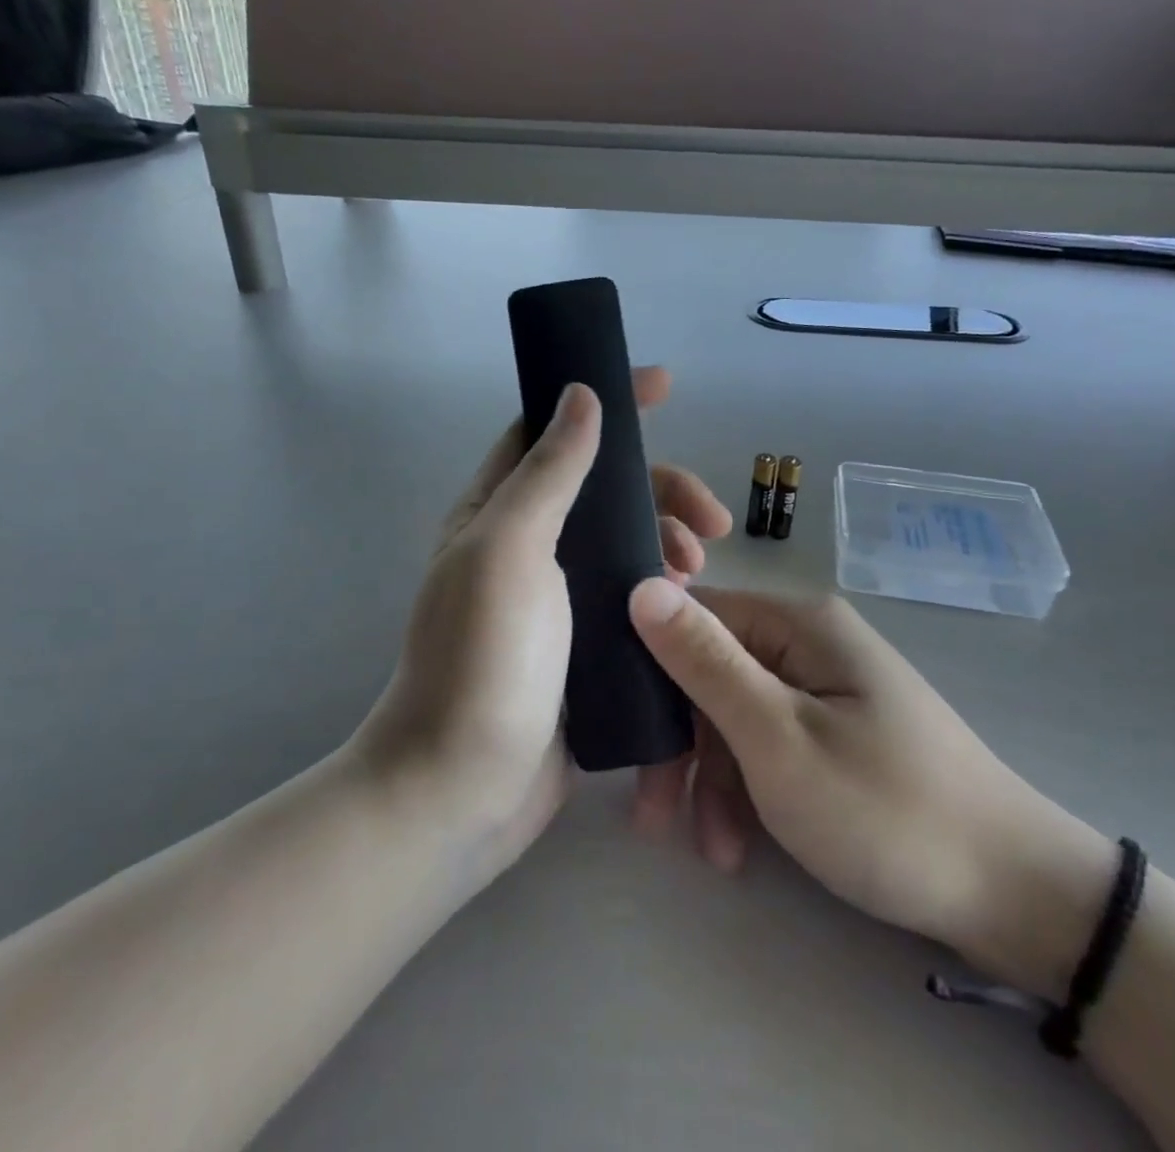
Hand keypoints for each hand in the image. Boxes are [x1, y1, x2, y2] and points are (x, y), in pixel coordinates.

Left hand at [353, 368, 731, 881]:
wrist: (462, 788)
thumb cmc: (482, 658)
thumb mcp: (510, 548)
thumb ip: (548, 471)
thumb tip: (580, 393)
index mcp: (497, 511)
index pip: (551, 431)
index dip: (604, 402)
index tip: (664, 386)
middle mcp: (526, 546)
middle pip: (604, 489)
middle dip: (661, 488)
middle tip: (711, 519)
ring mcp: (556, 598)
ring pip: (625, 541)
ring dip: (668, 538)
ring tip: (700, 567)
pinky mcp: (583, 645)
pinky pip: (633, 594)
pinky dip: (664, 586)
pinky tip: (690, 601)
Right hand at [627, 582, 1114, 998]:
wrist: (1016, 895)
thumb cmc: (885, 810)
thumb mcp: (778, 739)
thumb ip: (704, 662)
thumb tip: (640, 586)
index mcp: (798, 622)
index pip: (695, 615)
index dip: (651, 667)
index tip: (622, 730)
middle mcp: (809, 641)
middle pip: (713, 671)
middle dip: (680, 742)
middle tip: (653, 814)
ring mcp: (827, 687)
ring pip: (738, 714)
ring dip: (713, 778)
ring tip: (712, 850)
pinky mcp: (838, 730)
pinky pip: (771, 742)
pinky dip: (749, 789)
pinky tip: (740, 845)